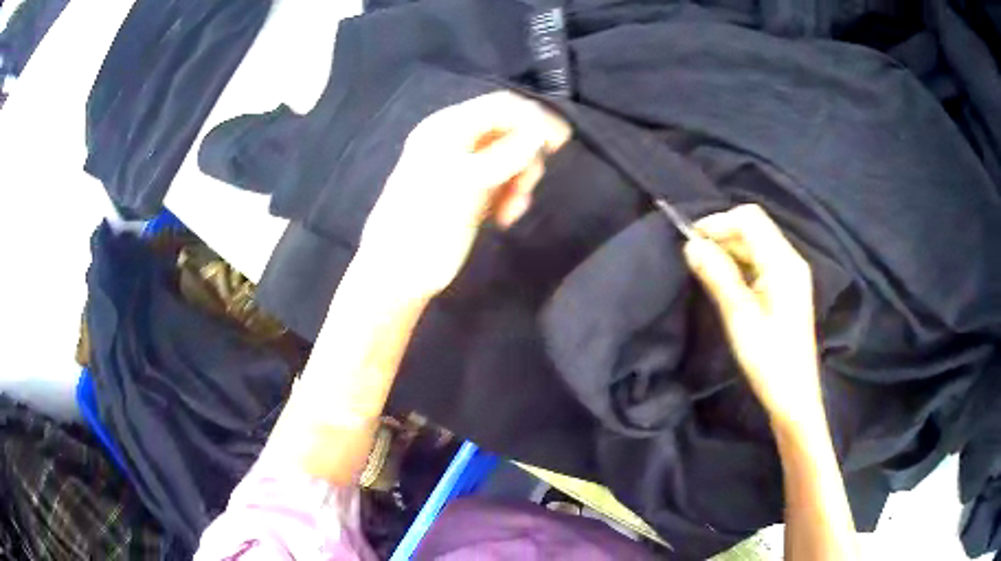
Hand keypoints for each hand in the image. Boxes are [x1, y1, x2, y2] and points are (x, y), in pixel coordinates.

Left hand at [356, 91, 570, 300]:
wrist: (400, 272)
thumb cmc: (424, 221)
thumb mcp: (464, 182)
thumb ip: (505, 154)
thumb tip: (542, 132)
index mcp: (448, 127)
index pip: (500, 107)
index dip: (533, 118)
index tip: (560, 143)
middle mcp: (458, 141)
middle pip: (510, 131)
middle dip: (526, 156)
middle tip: (528, 186)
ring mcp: (466, 168)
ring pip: (512, 159)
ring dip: (521, 180)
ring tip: (513, 210)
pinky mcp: (473, 193)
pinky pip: (506, 182)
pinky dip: (513, 195)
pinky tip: (507, 217)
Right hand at [683, 204, 821, 426]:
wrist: (794, 395)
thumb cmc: (769, 359)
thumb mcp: (740, 317)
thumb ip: (718, 276)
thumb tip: (691, 245)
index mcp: (783, 263)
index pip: (749, 219)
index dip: (718, 222)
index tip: (691, 242)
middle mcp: (790, 260)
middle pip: (754, 228)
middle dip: (722, 235)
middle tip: (694, 259)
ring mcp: (790, 274)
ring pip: (755, 245)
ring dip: (729, 251)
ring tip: (705, 271)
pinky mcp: (787, 288)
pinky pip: (760, 262)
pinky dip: (739, 264)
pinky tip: (725, 283)